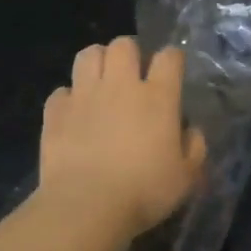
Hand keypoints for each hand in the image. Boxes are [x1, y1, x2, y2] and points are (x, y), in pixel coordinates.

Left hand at [39, 36, 206, 238]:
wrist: (87, 206)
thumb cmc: (144, 193)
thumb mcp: (186, 177)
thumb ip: (194, 148)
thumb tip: (190, 131)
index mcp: (157, 97)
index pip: (169, 57)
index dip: (172, 59)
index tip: (172, 71)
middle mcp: (120, 86)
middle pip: (123, 44)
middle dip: (130, 54)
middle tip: (132, 76)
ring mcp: (84, 95)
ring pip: (88, 54)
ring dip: (97, 62)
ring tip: (101, 83)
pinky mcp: (55, 112)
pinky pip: (61, 91)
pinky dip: (68, 98)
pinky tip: (74, 115)